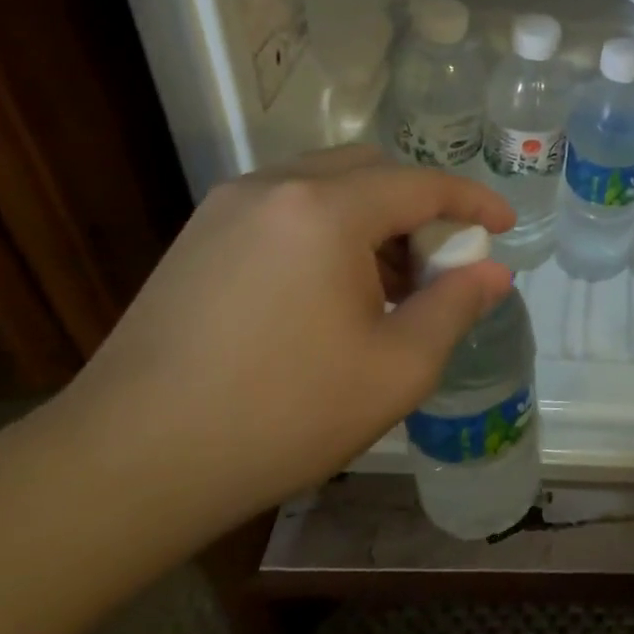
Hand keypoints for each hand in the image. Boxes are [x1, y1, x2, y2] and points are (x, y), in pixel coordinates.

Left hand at [54, 146, 515, 524]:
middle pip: (372, 170)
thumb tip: (492, 273)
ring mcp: (226, 209)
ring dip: (374, 220)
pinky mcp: (198, 238)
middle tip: (441, 264)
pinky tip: (332, 293)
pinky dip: (330, 230)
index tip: (504, 226)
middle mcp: (274, 188)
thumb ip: (456, 307)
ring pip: (326, 186)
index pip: (422, 184)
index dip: (474, 201)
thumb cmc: (283, 414)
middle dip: (421, 206)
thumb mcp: (398, 368)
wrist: (129, 463)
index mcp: (326, 210)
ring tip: (389, 287)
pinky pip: (287, 209)